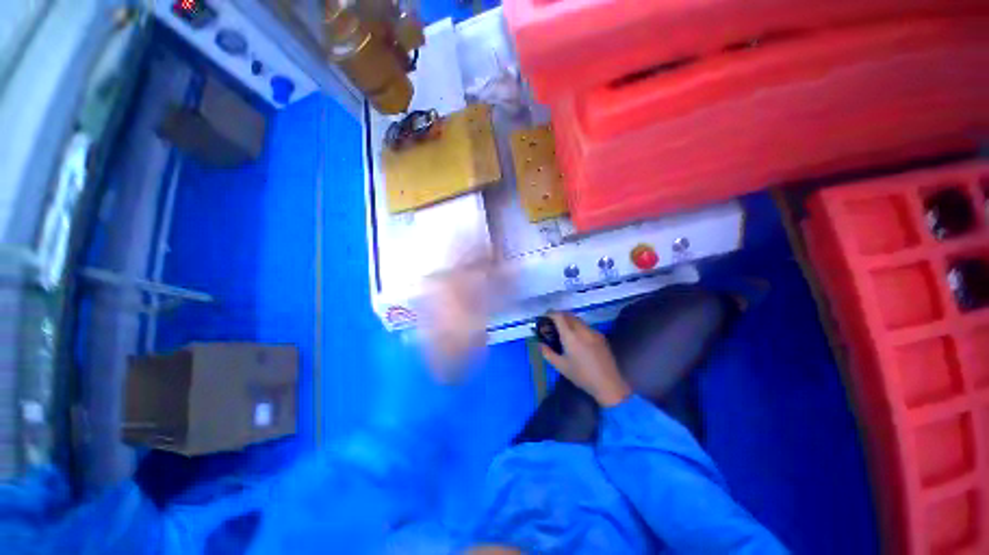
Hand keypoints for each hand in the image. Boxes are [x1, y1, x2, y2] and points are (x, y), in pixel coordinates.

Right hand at [541, 312, 630, 406]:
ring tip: (564, 331)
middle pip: (569, 315)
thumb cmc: (581, 375)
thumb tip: (540, 343)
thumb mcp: (560, 366)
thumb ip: (547, 353)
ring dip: (569, 321)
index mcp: (570, 336)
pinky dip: (578, 327)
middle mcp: (582, 329)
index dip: (550, 314)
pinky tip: (578, 339)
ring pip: (578, 319)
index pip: (559, 316)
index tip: (545, 317)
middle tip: (552, 324)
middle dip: (559, 316)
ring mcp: (593, 332)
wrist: (608, 384)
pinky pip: (586, 326)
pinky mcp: (601, 336)